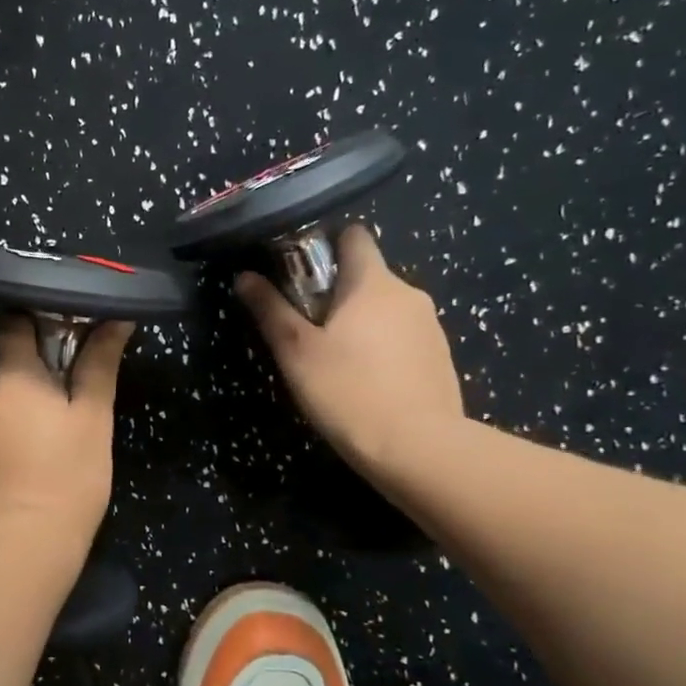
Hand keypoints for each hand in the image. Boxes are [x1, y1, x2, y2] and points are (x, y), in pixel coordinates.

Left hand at [0, 317, 132, 546]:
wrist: (25, 545)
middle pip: (7, 366)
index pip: (13, 324)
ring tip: (52, 437)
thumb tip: (116, 319)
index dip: (37, 323)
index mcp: (10, 375)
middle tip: (70, 400)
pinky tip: (30, 460)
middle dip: (35, 375)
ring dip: (21, 406)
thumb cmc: (70, 475)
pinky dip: (7, 433)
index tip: (65, 338)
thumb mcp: (94, 417)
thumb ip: (99, 363)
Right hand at [236, 224, 464, 482]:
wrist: (420, 450)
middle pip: (366, 276)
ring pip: (384, 309)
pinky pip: (403, 338)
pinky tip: (365, 383)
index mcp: (373, 282)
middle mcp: (409, 293)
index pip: (353, 235)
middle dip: (335, 293)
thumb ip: (270, 310)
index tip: (298, 275)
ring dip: (359, 323)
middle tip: (305, 329)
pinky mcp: (440, 359)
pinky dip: (382, 348)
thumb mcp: (297, 352)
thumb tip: (245, 276)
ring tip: (334, 362)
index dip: (324, 246)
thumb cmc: (349, 392)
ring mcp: (431, 327)